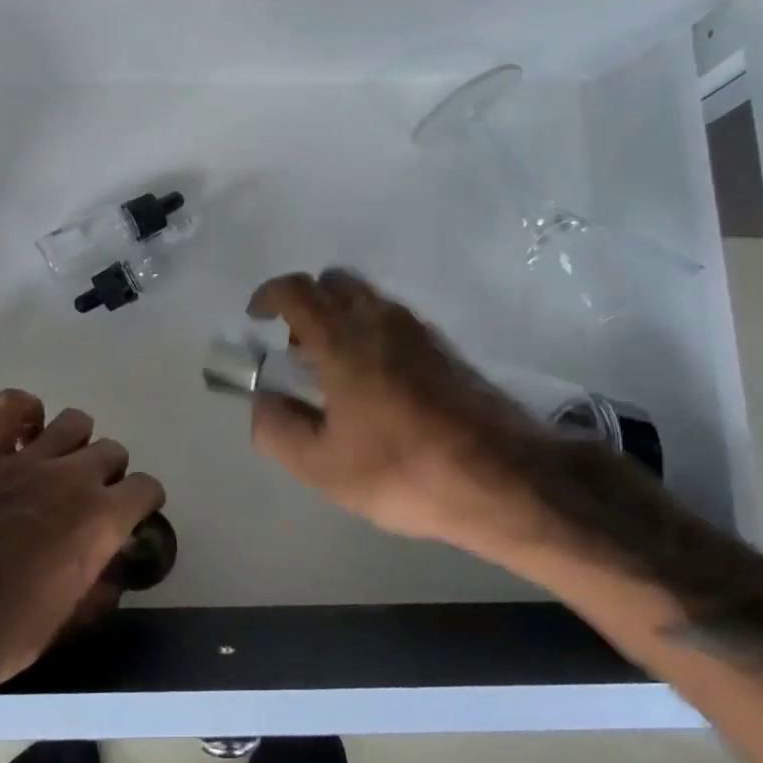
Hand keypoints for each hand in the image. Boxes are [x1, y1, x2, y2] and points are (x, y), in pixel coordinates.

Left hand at [0, 391, 164, 696]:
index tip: (131, 513)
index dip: (142, 501)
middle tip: (87, 497)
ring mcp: (29, 461)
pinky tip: (22, 433)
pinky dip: (24, 410)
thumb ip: (101, 587)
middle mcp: (74, 479)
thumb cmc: (9, 634)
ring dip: (75, 442)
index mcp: (103, 520)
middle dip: (108, 474)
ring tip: (58, 464)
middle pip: (112, 451)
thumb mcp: (72, 619)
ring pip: (74, 421)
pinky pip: (13, 405)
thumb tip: (114, 572)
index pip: (146, 487)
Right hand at [246, 269, 572, 553]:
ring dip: (340, 320)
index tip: (256, 318)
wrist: (506, 478)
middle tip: (296, 349)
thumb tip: (262, 401)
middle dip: (306, 305)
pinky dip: (371, 334)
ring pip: (368, 300)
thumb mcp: (321, 465)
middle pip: (334, 283)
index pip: (296, 290)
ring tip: (334, 374)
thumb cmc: (403, 469)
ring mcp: (420, 330)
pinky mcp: (446, 348)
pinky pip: (394, 321)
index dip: (269, 296)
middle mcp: (381, 319)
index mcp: (343, 339)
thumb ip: (277, 429)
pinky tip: (376, 386)